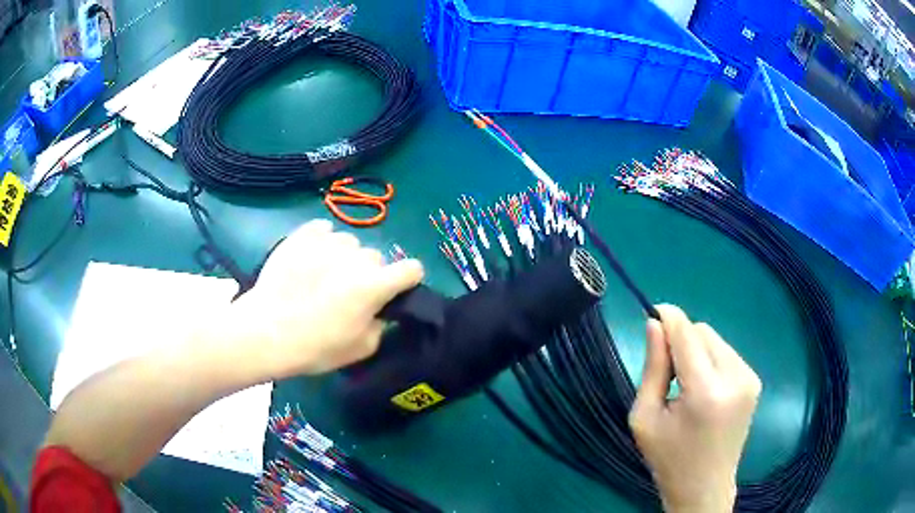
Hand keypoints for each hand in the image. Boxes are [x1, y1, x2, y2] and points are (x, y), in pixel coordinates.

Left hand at [222, 220, 423, 378]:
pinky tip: (310, 258)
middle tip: (347, 293)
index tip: (395, 291)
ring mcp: (329, 242)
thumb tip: (380, 311)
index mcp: (375, 285)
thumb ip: (381, 325)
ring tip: (323, 275)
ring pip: (350, 243)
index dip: (407, 280)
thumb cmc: (316, 347)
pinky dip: (322, 241)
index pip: (412, 269)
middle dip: (369, 273)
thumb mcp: (361, 349)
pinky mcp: (303, 234)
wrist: (266, 332)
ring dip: (345, 257)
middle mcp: (357, 257)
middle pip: (376, 258)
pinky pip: (324, 230)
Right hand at [629, 305, 761, 512]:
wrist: (705, 487)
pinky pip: (727, 353)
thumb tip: (654, 324)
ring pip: (715, 339)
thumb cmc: (669, 458)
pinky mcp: (754, 381)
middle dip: (681, 340)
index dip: (668, 317)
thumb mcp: (645, 418)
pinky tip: (704, 390)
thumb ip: (652, 368)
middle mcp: (735, 378)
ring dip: (696, 350)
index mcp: (705, 392)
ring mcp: (749, 378)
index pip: (687, 334)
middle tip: (667, 373)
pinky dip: (710, 360)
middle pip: (702, 332)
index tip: (651, 313)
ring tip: (686, 385)